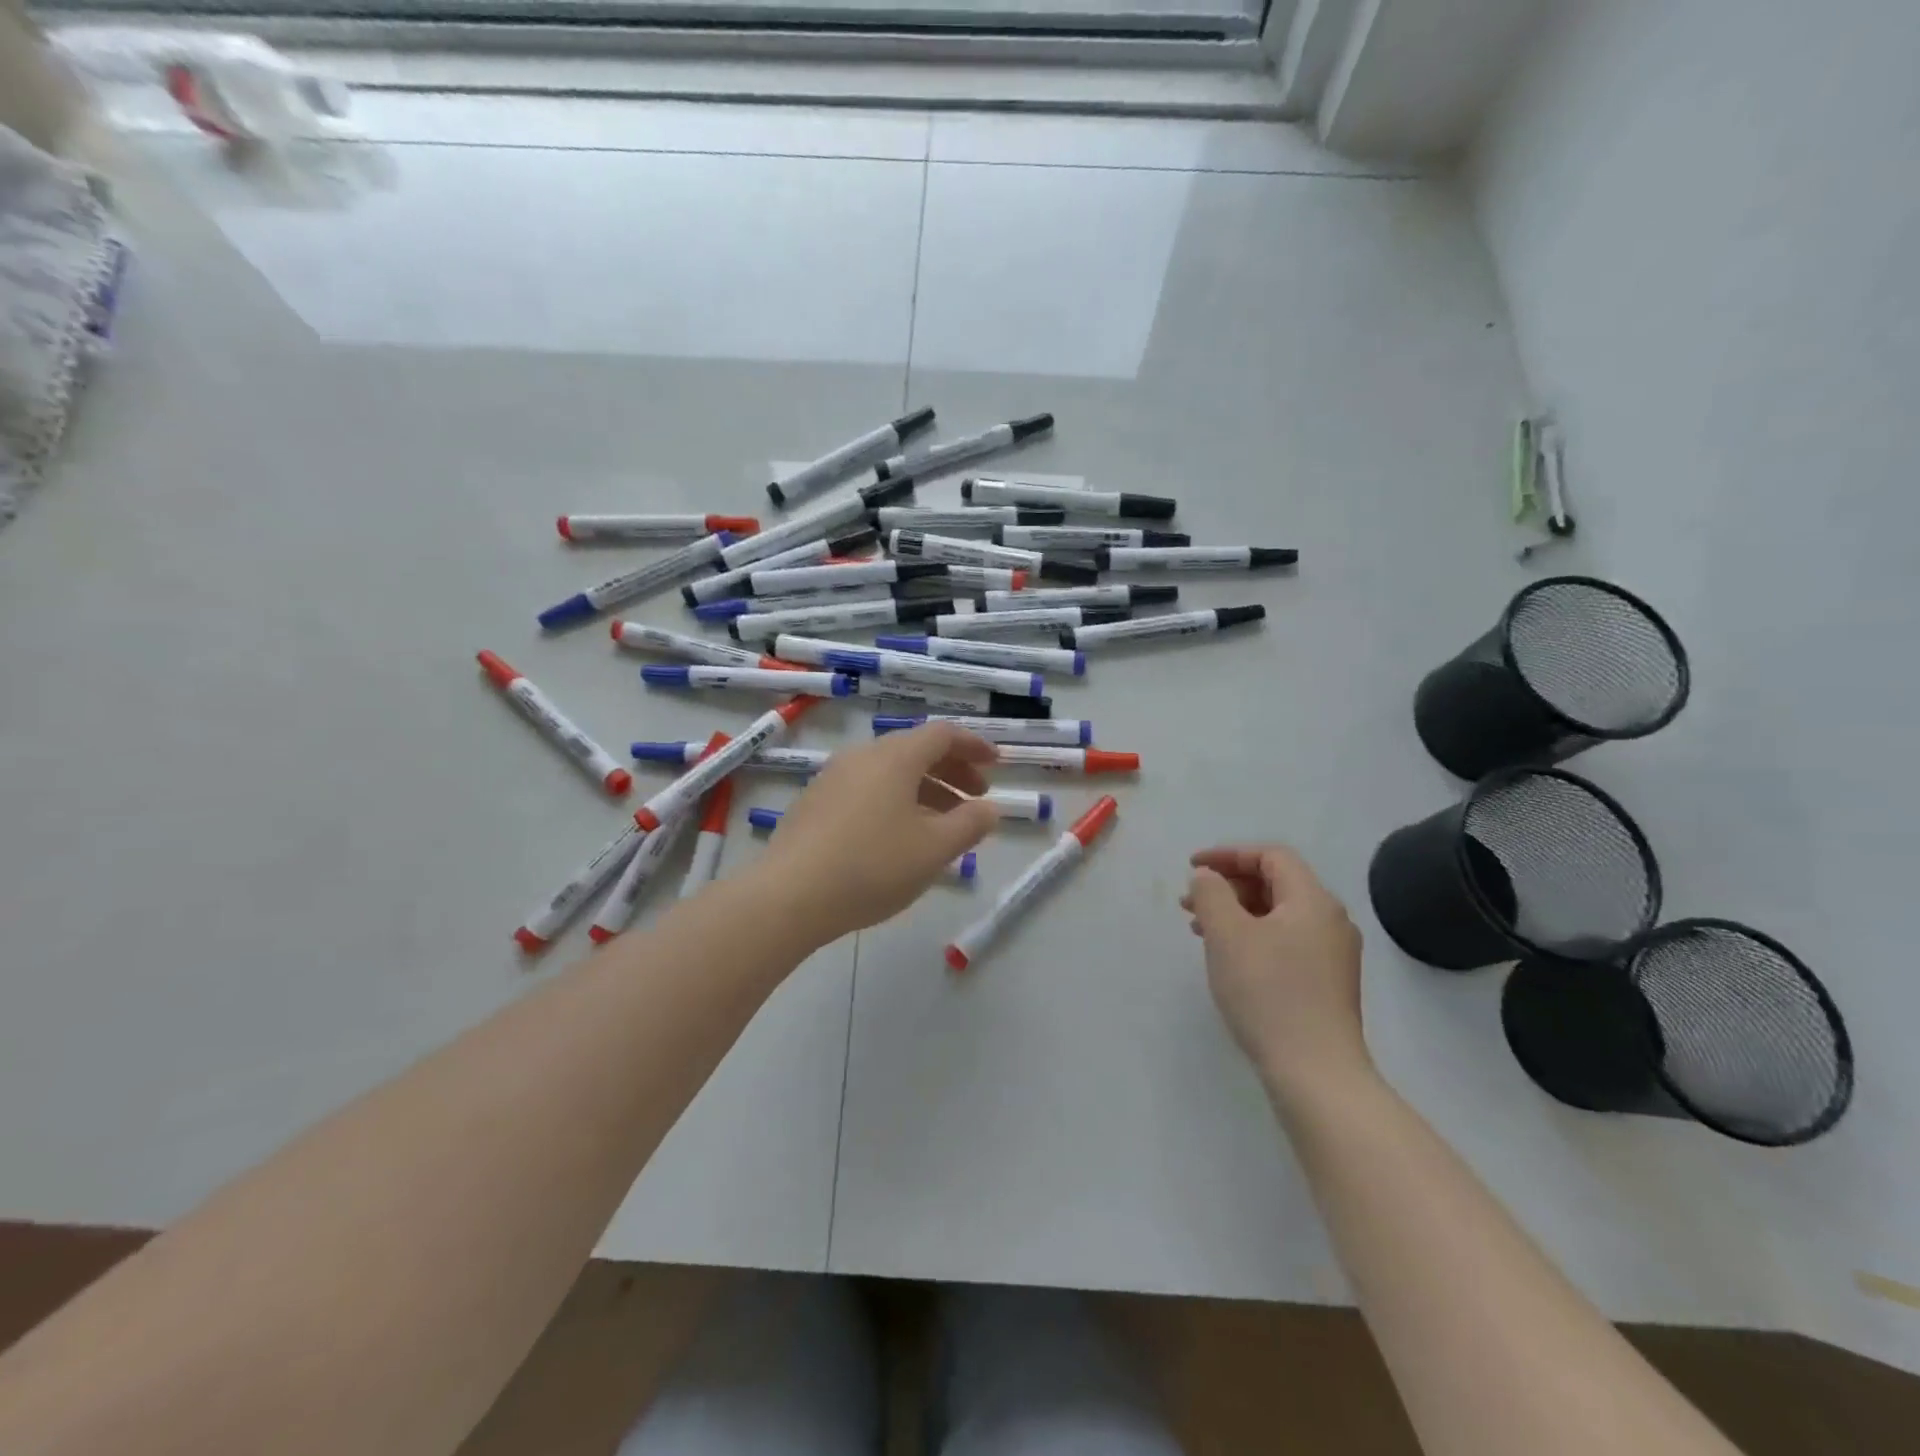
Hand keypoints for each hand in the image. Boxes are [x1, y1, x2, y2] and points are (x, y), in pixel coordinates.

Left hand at [752, 723, 999, 945]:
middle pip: (915, 750)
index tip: (995, 764)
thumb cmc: (873, 866)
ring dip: (925, 789)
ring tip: (944, 824)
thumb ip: (970, 824)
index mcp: (895, 757)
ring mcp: (833, 778)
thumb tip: (990, 809)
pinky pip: (867, 790)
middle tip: (976, 798)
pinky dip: (895, 801)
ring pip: (890, 773)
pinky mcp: (815, 803)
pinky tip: (900, 837)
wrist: (789, 896)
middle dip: (952, 770)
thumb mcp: (934, 848)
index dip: (974, 745)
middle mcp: (863, 756)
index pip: (943, 734)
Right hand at [1182, 845, 1370, 1101]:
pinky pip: (1285, 941)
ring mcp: (1333, 954)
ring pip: (1278, 914)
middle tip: (1190, 902)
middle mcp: (1330, 920)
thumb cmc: (1268, 993)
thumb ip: (1212, 894)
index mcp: (1313, 900)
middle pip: (1276, 883)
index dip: (1228, 855)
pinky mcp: (1327, 983)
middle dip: (1228, 885)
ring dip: (1236, 912)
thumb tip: (1209, 877)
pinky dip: (1253, 936)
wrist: (1316, 1074)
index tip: (1191, 867)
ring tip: (1199, 929)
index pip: (1271, 856)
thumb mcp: (1227, 934)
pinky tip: (1229, 958)